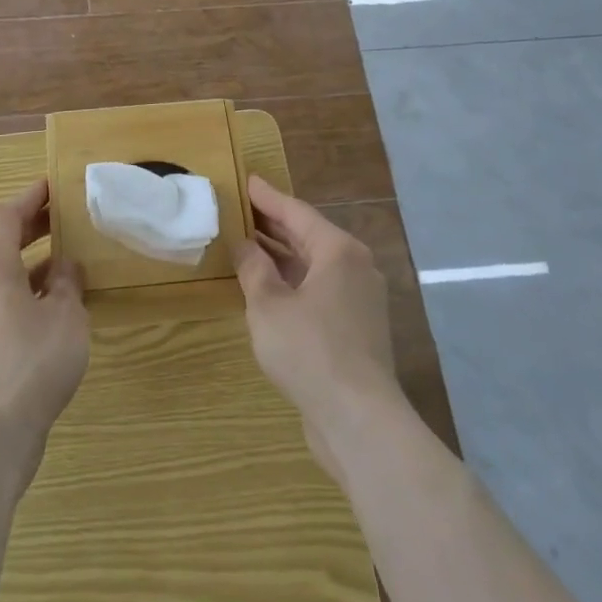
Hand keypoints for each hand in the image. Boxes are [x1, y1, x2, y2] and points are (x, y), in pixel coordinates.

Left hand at [0, 179, 89, 478]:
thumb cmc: (31, 362)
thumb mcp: (65, 316)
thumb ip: (66, 284)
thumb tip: (64, 265)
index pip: (5, 216)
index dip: (29, 198)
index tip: (53, 186)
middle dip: (31, 228)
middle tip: (64, 219)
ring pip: (0, 278)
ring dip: (30, 264)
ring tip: (66, 264)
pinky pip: (0, 306)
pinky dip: (25, 295)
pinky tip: (53, 312)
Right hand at [234, 175, 404, 481]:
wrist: (359, 420)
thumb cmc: (310, 350)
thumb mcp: (269, 305)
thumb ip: (254, 269)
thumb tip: (243, 244)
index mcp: (338, 251)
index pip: (296, 212)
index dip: (267, 197)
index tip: (246, 181)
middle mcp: (356, 267)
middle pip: (309, 236)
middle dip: (273, 224)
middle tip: (240, 210)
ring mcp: (360, 299)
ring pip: (315, 265)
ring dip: (282, 256)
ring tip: (248, 245)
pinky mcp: (358, 328)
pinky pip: (320, 290)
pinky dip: (294, 282)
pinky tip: (269, 288)